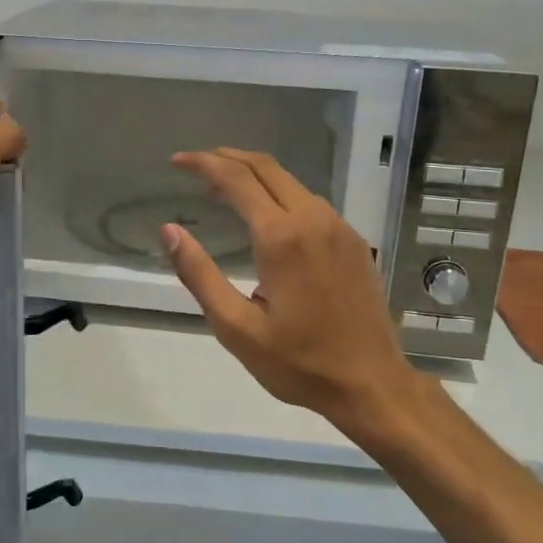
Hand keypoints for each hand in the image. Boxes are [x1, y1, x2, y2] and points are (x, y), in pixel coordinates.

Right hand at [163, 148, 419, 431]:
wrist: (372, 384)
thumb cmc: (299, 363)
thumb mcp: (237, 328)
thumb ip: (200, 275)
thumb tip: (170, 231)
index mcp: (281, 238)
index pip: (237, 180)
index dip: (204, 164)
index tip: (177, 161)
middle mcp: (313, 220)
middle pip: (266, 168)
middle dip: (228, 158)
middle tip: (196, 164)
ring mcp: (338, 228)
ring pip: (291, 181)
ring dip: (255, 175)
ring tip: (223, 187)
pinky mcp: (353, 242)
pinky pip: (310, 201)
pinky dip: (279, 193)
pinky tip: (267, 214)